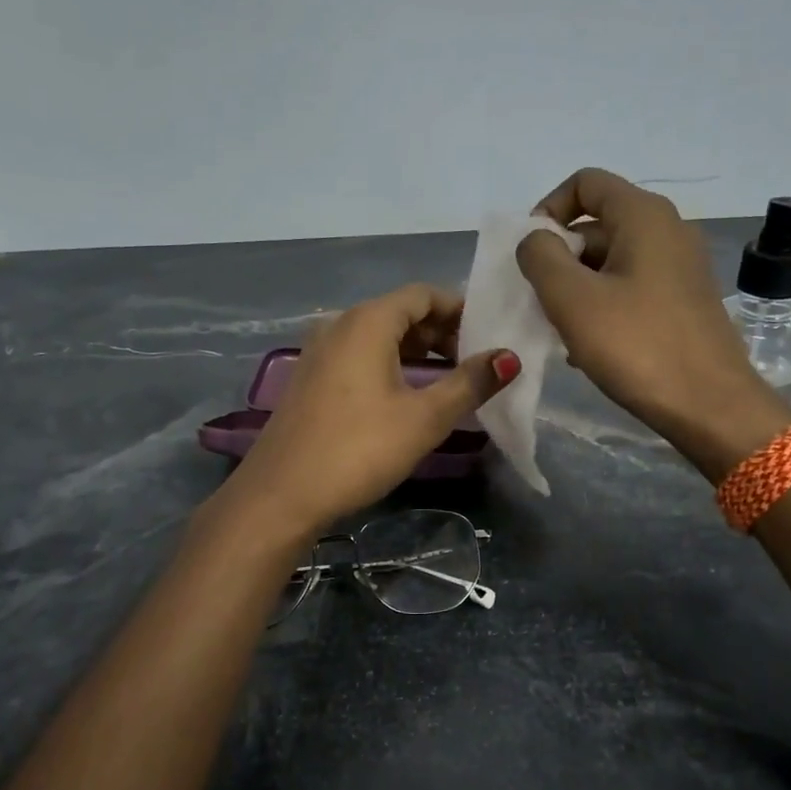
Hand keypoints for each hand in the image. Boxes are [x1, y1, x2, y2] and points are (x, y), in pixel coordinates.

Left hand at [221, 285, 517, 539]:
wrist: (281, 494)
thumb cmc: (359, 449)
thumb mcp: (424, 417)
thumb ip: (469, 383)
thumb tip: (509, 357)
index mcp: (367, 322)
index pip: (422, 295)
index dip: (459, 309)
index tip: (489, 335)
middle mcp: (339, 325)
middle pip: (399, 312)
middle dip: (440, 331)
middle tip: (474, 362)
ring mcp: (319, 352)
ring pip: (377, 336)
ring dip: (416, 350)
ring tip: (448, 380)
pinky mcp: (310, 379)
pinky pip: (358, 356)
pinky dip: (389, 364)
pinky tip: (405, 395)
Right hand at [517, 168, 790, 480]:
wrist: (710, 406)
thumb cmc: (637, 345)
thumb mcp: (572, 299)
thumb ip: (540, 257)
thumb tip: (535, 240)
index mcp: (644, 216)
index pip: (585, 183)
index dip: (548, 209)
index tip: (531, 254)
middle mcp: (668, 230)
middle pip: (596, 223)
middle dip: (559, 257)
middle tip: (540, 301)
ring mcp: (680, 267)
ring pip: (611, 260)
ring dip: (576, 288)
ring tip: (561, 330)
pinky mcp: (684, 301)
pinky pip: (630, 287)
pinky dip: (602, 305)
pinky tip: (588, 347)